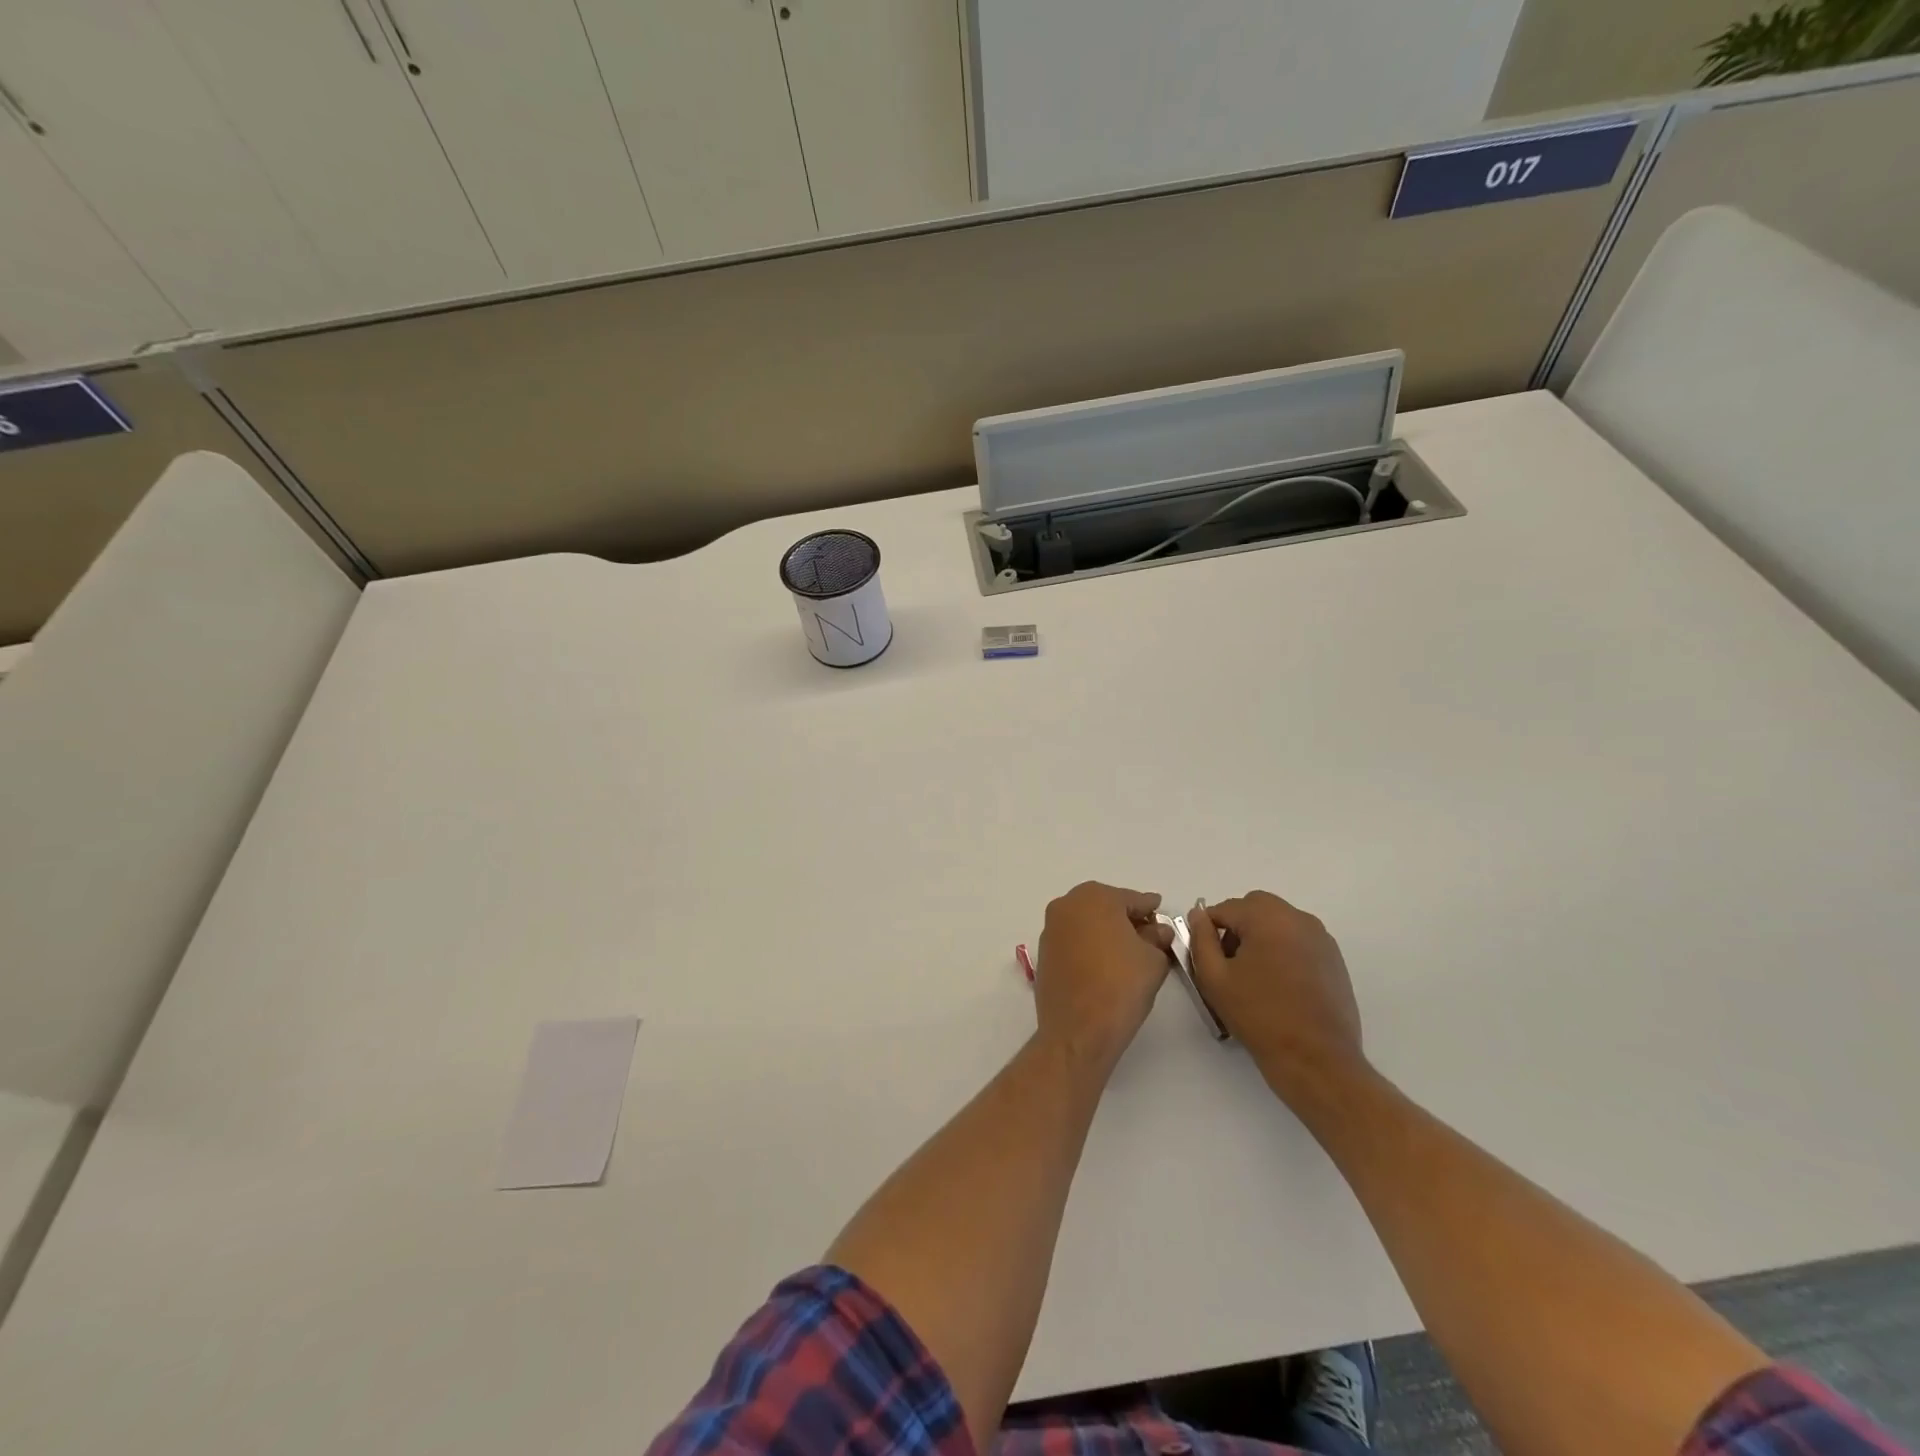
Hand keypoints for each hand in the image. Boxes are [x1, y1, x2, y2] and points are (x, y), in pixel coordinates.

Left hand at [1034, 883, 1173, 1071]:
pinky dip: (1089, 945)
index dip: (1150, 910)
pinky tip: (1104, 964)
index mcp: (1095, 897)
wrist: (1078, 1030)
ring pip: (1086, 922)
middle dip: (1126, 919)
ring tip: (1127, 953)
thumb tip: (1156, 932)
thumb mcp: (1153, 960)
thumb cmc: (1121, 986)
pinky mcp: (1043, 952)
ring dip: (1105, 932)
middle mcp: (1067, 904)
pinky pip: (1073, 940)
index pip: (1132, 899)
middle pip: (1105, 906)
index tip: (1161, 916)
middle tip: (1148, 936)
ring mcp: (1051, 928)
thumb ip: (1157, 938)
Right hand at [1187, 892, 1365, 1103]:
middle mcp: (1298, 918)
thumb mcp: (1214, 978)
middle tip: (1229, 964)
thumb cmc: (1259, 1016)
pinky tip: (1278, 985)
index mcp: (1267, 917)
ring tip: (1254, 977)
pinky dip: (1282, 950)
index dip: (1208, 930)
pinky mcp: (1334, 959)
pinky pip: (1298, 940)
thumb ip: (1201, 938)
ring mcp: (1321, 938)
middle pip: (1255, 908)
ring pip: (1278, 922)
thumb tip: (1198, 915)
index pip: (1225, 908)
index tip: (1206, 958)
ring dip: (1260, 937)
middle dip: (1237, 927)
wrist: (1316, 1059)